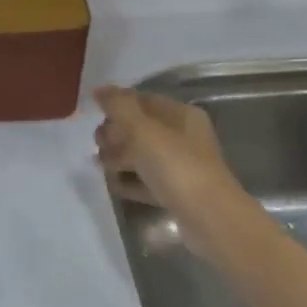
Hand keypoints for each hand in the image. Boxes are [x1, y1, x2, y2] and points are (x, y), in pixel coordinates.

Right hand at [94, 86, 240, 225]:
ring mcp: (181, 166)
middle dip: (115, 135)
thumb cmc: (176, 166)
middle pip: (140, 129)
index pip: (143, 100)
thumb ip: (119, 106)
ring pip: (141, 155)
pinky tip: (114, 185)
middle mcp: (183, 137)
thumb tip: (99, 88)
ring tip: (103, 168)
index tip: (96, 118)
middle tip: (101, 146)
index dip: (118, 105)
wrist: (209, 218)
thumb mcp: (142, 130)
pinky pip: (145, 181)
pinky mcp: (176, 192)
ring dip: (119, 159)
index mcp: (181, 115)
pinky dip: (129, 182)